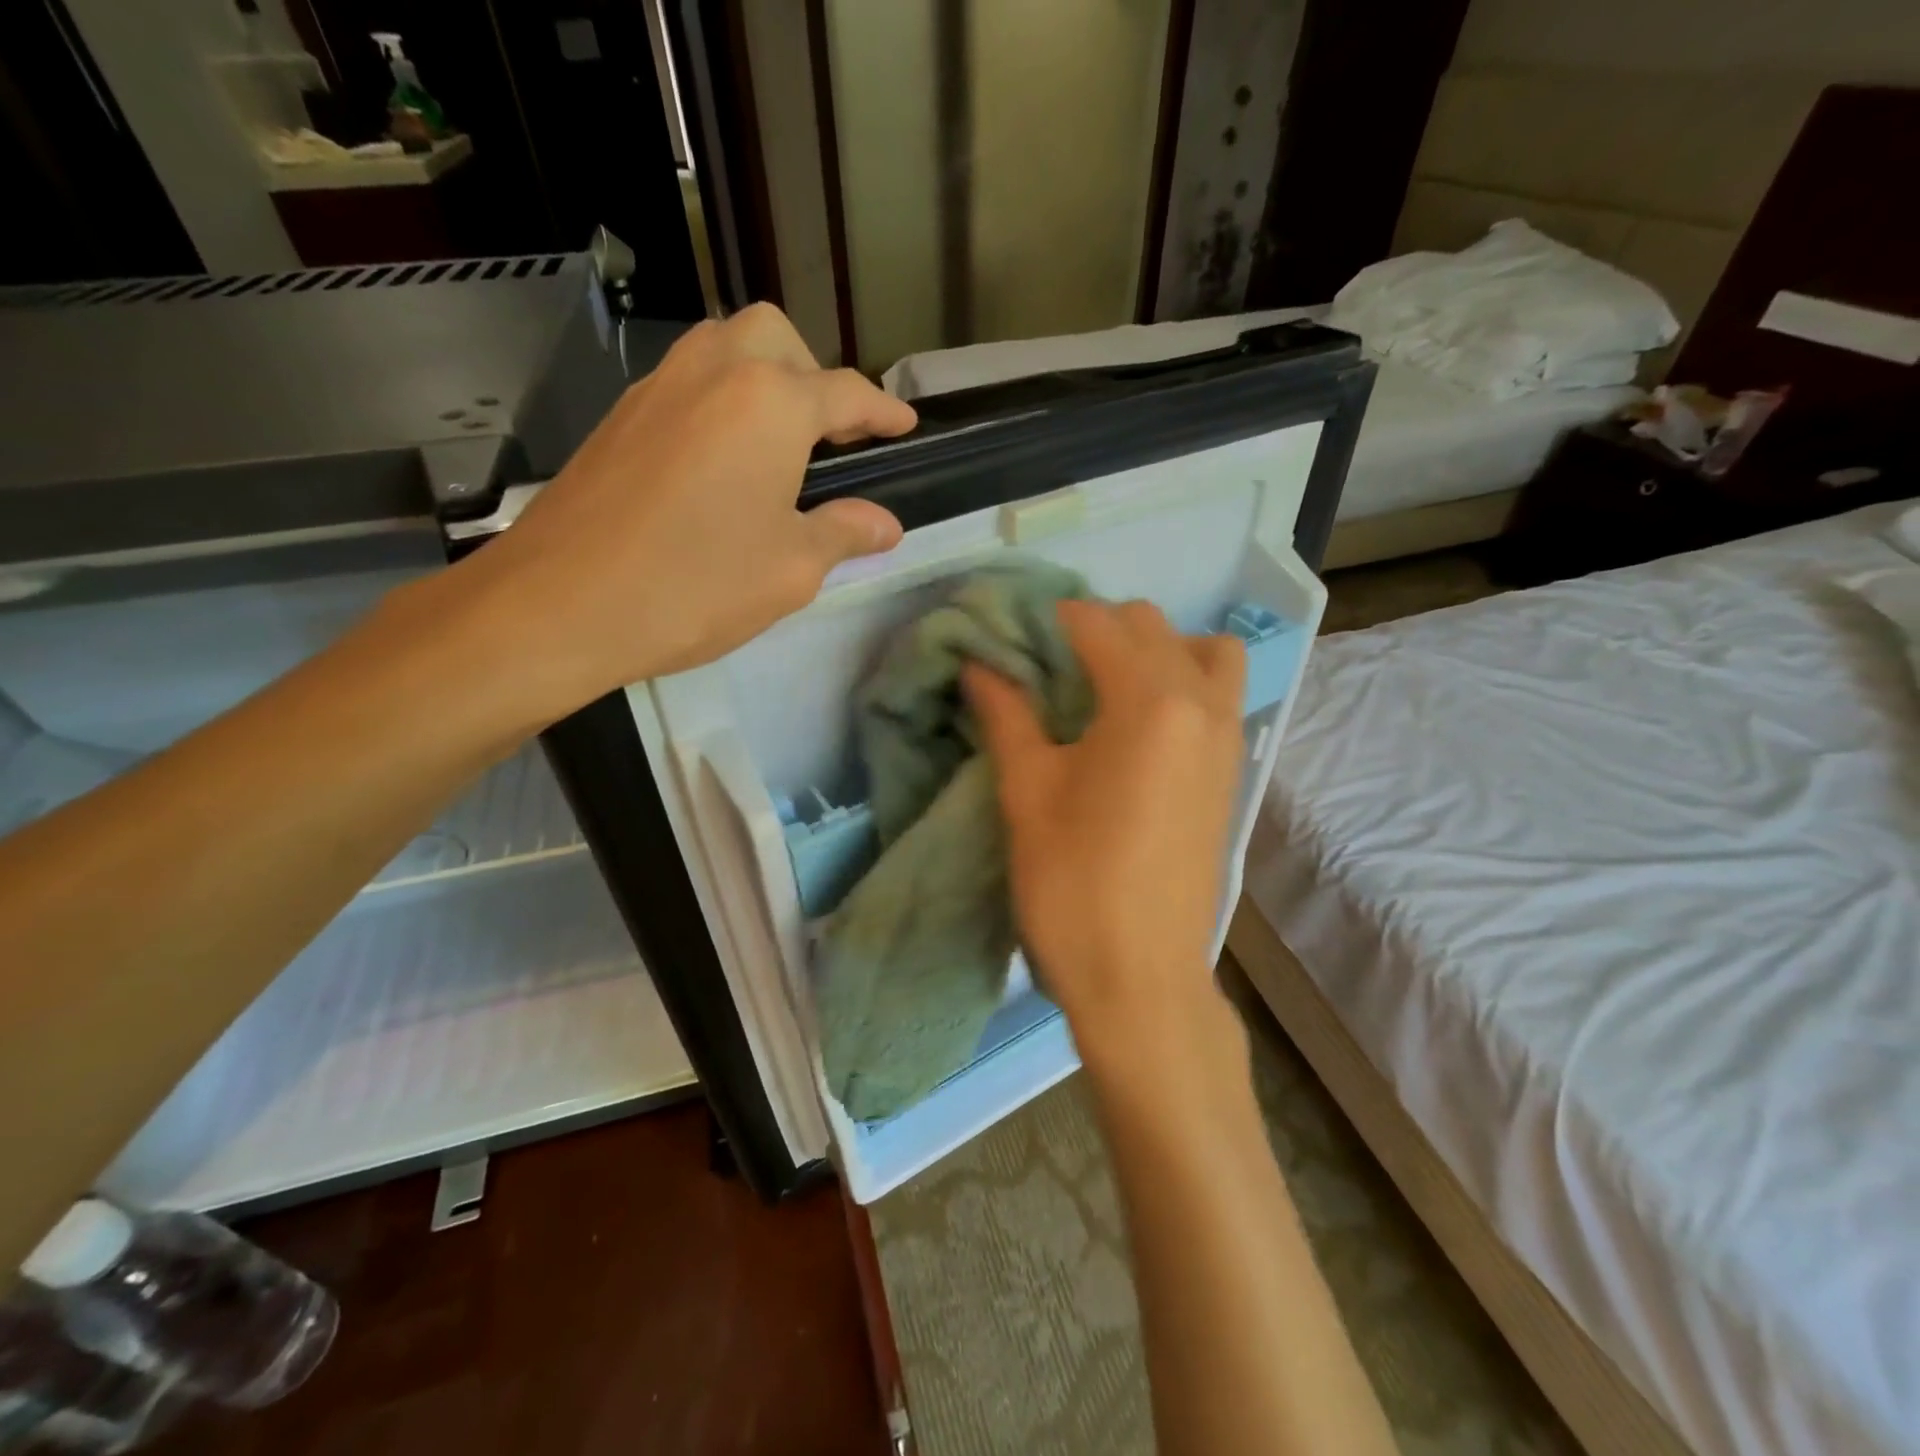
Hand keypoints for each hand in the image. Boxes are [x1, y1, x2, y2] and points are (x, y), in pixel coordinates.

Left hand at [453, 303, 916, 715]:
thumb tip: (885, 524)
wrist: (562, 604)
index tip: (906, 426)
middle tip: (829, 435)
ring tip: (778, 443)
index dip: (883, 411)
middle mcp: (714, 373)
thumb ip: (844, 533)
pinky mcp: (620, 417)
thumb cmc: (696, 585)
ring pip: (723, 348)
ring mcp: (658, 388)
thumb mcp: (791, 568)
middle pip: (777, 338)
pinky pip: (685, 382)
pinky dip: (719, 400)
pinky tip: (720, 462)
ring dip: (762, 377)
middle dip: (813, 373)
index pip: (845, 394)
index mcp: (770, 404)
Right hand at [964, 600, 1246, 1061]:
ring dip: (1154, 649)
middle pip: (1151, 625)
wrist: (1140, 979)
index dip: (1046, 620)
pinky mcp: (1233, 771)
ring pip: (1202, 652)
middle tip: (1046, 665)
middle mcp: (1201, 703)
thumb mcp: (1027, 792)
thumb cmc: (1073, 884)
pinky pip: (1216, 695)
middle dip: (1095, 628)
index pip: (1096, 623)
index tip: (1009, 636)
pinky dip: (1182, 683)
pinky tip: (1135, 726)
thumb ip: (1006, 715)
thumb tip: (979, 665)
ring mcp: (1227, 738)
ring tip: (1105, 687)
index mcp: (1150, 700)